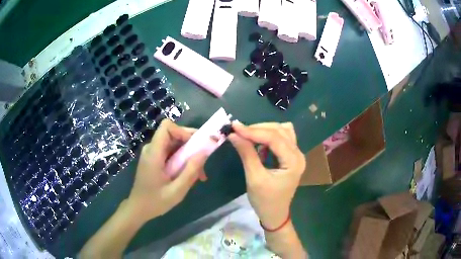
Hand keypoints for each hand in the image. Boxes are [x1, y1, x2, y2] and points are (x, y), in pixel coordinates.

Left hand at [127, 120, 207, 221]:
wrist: (138, 208)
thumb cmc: (155, 202)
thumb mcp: (177, 190)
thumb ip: (191, 171)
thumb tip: (205, 152)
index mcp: (154, 153)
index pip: (167, 127)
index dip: (183, 131)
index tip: (196, 145)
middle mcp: (152, 149)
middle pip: (173, 134)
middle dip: (191, 144)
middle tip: (204, 160)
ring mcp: (152, 154)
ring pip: (174, 144)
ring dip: (189, 155)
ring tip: (199, 174)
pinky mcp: (155, 159)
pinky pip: (171, 153)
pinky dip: (182, 160)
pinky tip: (189, 175)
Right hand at [229, 122, 305, 229]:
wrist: (274, 214)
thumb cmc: (265, 200)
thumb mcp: (254, 178)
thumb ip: (246, 154)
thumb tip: (234, 134)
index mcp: (293, 161)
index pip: (274, 138)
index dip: (253, 131)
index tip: (234, 127)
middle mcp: (298, 154)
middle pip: (279, 131)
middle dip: (258, 129)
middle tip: (238, 131)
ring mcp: (296, 154)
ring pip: (281, 131)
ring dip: (264, 130)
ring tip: (247, 135)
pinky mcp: (291, 156)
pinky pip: (281, 138)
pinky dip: (268, 137)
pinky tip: (258, 143)